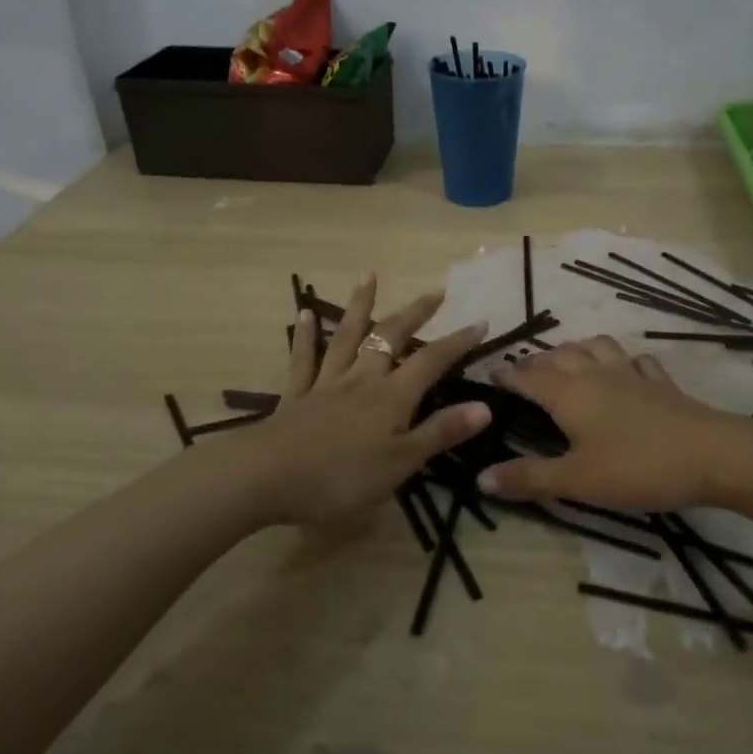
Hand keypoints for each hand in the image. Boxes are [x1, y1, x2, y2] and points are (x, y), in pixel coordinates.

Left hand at [240, 275, 493, 527]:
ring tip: (369, 275)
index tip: (479, 321)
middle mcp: (361, 379)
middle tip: (434, 292)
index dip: (456, 342)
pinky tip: (305, 313)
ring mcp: (326, 384)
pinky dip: (306, 335)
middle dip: (414, 313)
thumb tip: (485, 407)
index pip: (431, 361)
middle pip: (390, 338)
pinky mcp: (296, 396)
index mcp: (391, 397)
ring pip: (346, 337)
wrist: (267, 478)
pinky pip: (302, 359)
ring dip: (360, 306)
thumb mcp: (401, 463)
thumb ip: (440, 432)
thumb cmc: (341, 478)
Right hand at [475, 337, 746, 513]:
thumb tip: (480, 479)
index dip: (507, 374)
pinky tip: (625, 371)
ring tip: (568, 361)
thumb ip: (528, 478)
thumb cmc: (636, 468)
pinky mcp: (660, 383)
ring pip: (596, 347)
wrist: (711, 455)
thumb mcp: (576, 481)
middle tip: (523, 372)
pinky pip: (635, 361)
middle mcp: (595, 374)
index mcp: (568, 394)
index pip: (528, 376)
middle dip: (537, 361)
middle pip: (558, 356)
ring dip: (576, 349)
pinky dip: (622, 361)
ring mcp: (631, 374)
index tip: (490, 373)